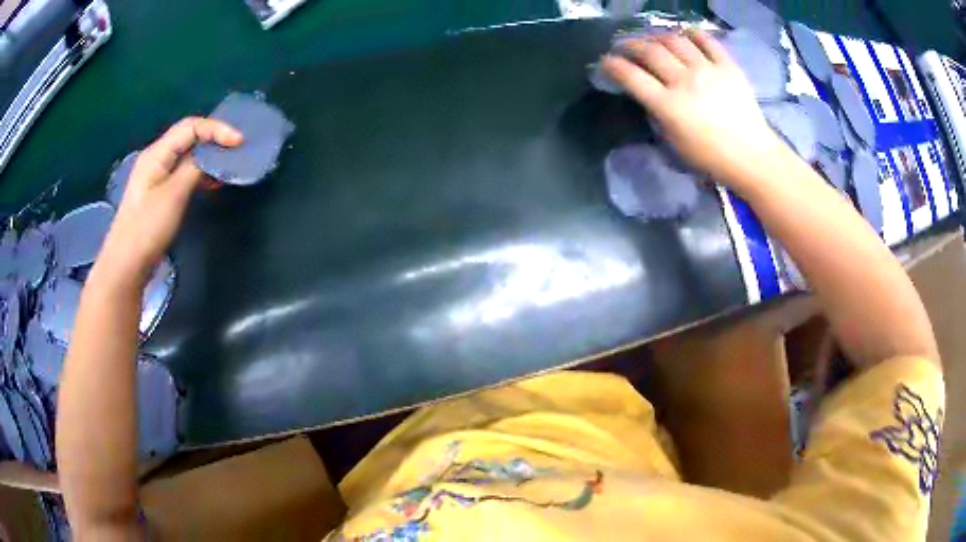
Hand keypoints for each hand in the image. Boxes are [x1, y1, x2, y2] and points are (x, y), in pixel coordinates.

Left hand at [97, 117, 242, 285]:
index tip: (239, 142)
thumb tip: (212, 155)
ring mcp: (157, 176)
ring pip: (187, 155)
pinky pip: (184, 173)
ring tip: (229, 164)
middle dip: (214, 138)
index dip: (217, 129)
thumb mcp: (174, 195)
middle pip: (188, 137)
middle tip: (237, 149)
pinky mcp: (160, 193)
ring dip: (208, 156)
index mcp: (157, 153)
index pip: (191, 127)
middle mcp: (156, 158)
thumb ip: (194, 169)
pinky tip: (213, 182)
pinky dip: (200, 173)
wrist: (126, 265)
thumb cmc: (147, 228)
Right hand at [603, 31, 783, 186]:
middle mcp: (685, 81)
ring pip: (674, 41)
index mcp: (669, 106)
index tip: (605, 61)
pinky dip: (693, 34)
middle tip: (626, 46)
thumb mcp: (675, 143)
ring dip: (658, 36)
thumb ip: (659, 115)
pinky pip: (707, 40)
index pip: (631, 76)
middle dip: (631, 45)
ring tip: (654, 40)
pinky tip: (686, 35)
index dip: (613, 65)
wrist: (752, 157)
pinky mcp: (728, 66)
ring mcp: (708, 70)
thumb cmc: (712, 158)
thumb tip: (650, 94)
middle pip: (650, 51)